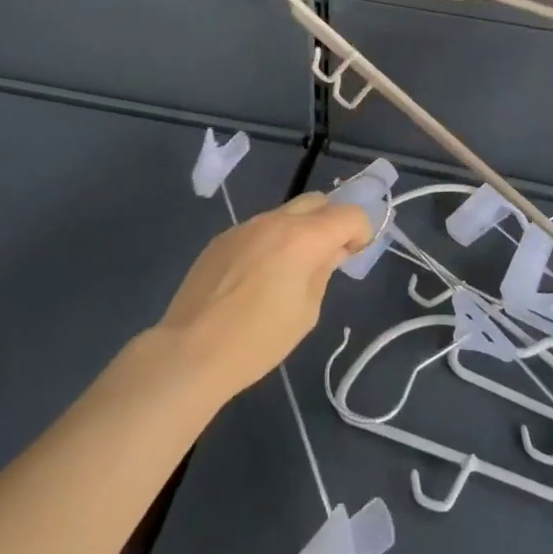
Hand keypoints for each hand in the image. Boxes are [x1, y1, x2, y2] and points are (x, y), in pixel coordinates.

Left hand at [156, 193, 373, 398]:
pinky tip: (255, 278)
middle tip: (328, 256)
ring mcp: (245, 226)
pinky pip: (258, 229)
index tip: (354, 255)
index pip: (348, 213)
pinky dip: (270, 242)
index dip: (361, 230)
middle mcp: (275, 221)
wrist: (191, 351)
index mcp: (303, 238)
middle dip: (331, 221)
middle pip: (317, 201)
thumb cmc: (258, 340)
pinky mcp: (222, 238)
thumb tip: (331, 252)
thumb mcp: (306, 312)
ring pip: (284, 214)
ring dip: (298, 231)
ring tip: (288, 271)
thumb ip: (323, 272)